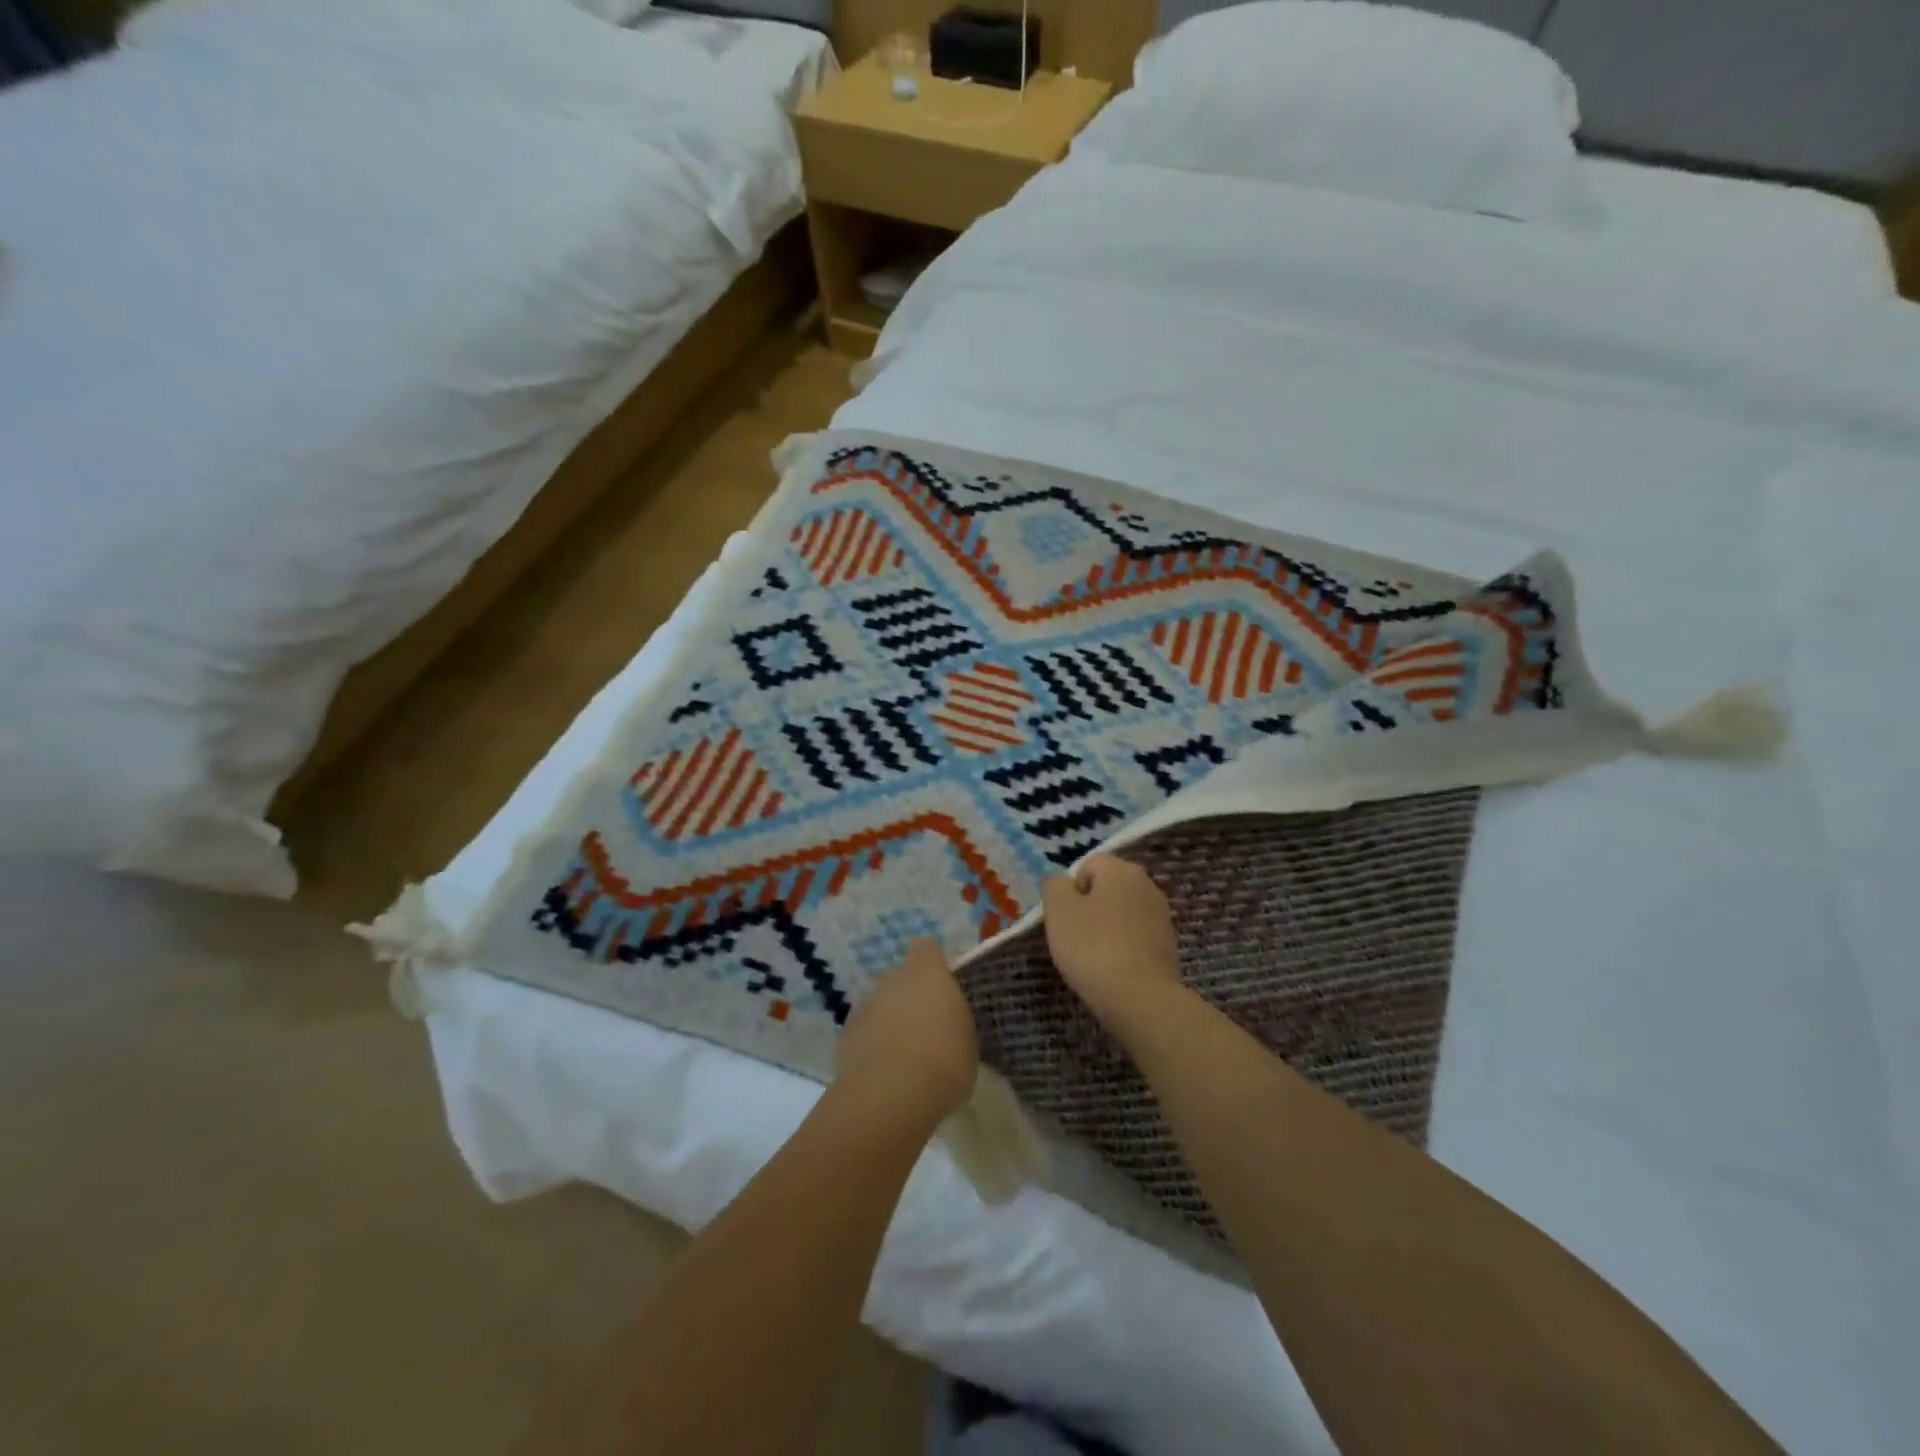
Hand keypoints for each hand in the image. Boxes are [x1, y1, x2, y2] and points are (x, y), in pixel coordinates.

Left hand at [835, 939, 978, 1124]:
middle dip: (906, 994)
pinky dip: (869, 1042)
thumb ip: (952, 1019)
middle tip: (922, 1024)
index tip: (940, 984)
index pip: (925, 948)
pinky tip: (881, 1069)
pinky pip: (861, 1030)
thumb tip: (945, 1021)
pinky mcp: (845, 1033)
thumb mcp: (966, 1038)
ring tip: (900, 1052)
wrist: (894, 1094)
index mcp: (927, 973)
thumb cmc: (945, 1061)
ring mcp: (865, 1005)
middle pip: (898, 976)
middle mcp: (892, 979)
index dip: (931, 962)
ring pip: (877, 1003)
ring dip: (886, 1018)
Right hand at [1041, 854, 1185, 1036]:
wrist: (1140, 1000)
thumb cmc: (1093, 947)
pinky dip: (1122, 948)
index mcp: (1121, 869)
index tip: (1064, 917)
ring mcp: (1161, 916)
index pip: (1087, 865)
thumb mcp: (1058, 910)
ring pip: (1121, 913)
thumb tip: (1061, 881)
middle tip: (1074, 937)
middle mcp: (1147, 884)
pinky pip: (1135, 937)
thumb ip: (1054, 885)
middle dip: (1088, 908)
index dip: (1070, 889)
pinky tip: (1113, 970)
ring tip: (1093, 957)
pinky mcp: (1168, 945)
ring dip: (1105, 928)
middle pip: (1106, 888)